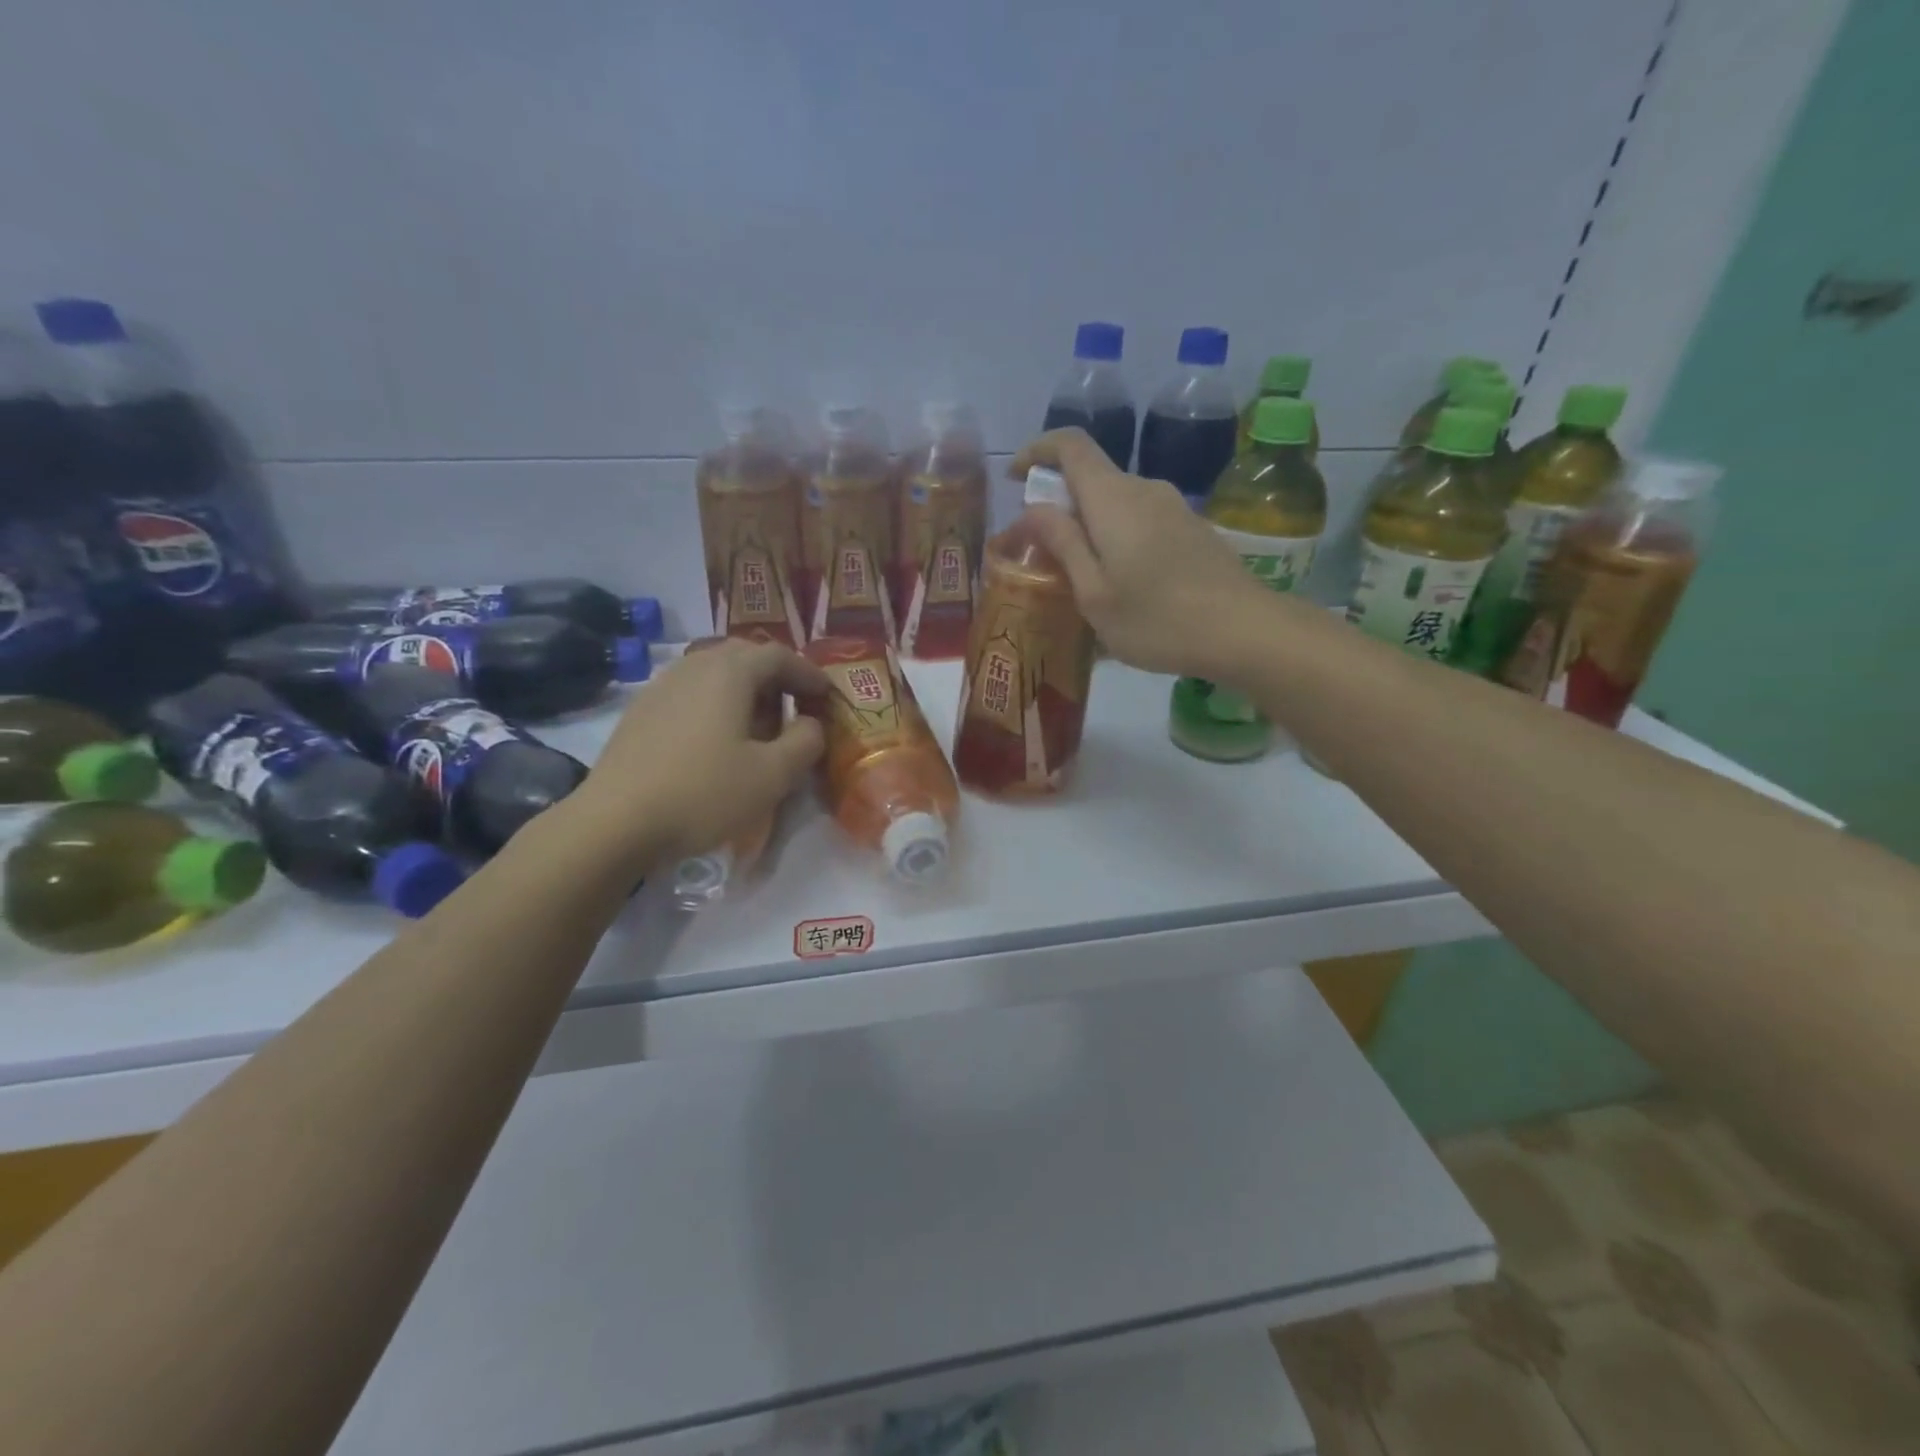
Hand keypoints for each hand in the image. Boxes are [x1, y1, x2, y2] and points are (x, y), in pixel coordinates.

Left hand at [568, 639, 826, 869]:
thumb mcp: (773, 774)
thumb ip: (806, 741)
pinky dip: (716, 704)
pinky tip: (716, 741)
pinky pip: (690, 693)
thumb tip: (811, 723)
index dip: (809, 673)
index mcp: (729, 673)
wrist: (614, 823)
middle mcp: (694, 666)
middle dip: (777, 677)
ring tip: (759, 726)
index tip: (827, 697)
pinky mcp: (640, 712)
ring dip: (745, 691)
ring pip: (714, 673)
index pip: (780, 655)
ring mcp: (661, 686)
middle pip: (745, 656)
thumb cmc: (703, 793)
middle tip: (796, 707)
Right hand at [1013, 428, 1281, 681]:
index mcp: (1112, 498)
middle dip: (1059, 505)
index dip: (1037, 452)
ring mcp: (1173, 508)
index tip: (1014, 480)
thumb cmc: (1157, 619)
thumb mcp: (1094, 593)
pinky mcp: (1192, 529)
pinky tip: (1122, 586)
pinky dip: (1118, 539)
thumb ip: (1063, 544)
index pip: (1070, 445)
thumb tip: (1035, 508)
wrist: (1245, 631)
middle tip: (1042, 553)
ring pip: (1117, 504)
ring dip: (1090, 527)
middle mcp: (1144, 489)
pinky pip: (1141, 522)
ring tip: (1080, 578)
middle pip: (1092, 478)